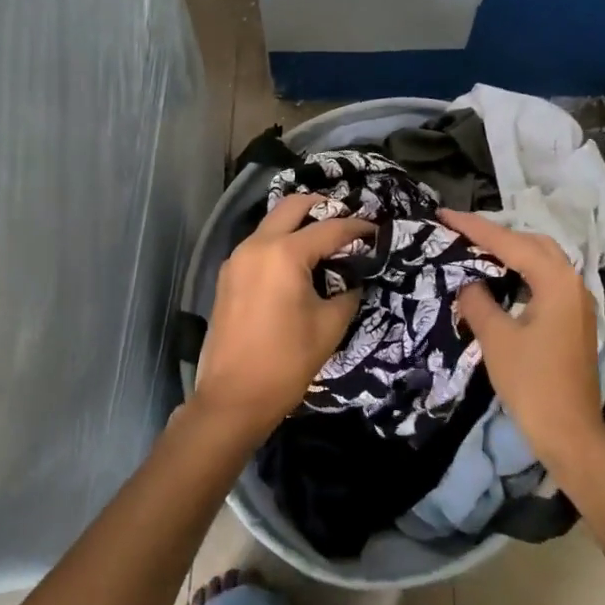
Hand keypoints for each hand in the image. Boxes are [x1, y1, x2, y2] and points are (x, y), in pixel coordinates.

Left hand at [193, 194, 372, 441]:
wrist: (233, 397)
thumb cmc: (286, 362)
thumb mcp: (329, 326)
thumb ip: (347, 293)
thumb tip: (354, 278)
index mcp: (284, 254)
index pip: (329, 228)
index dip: (357, 228)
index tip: (376, 231)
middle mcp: (256, 245)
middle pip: (292, 206)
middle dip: (322, 207)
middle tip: (347, 223)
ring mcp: (237, 258)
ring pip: (272, 223)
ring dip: (299, 224)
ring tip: (325, 242)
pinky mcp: (228, 276)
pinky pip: (258, 244)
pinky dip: (280, 242)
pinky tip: (298, 263)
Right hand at [439, 209, 604, 470]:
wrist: (569, 434)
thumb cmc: (532, 383)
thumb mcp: (496, 338)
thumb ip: (478, 301)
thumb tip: (467, 283)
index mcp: (556, 281)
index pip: (509, 243)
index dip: (474, 227)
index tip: (443, 214)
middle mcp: (573, 283)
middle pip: (532, 243)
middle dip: (496, 233)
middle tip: (460, 231)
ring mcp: (577, 303)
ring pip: (542, 260)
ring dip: (511, 251)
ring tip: (475, 249)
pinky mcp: (573, 320)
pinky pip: (545, 280)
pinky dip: (521, 272)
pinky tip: (500, 279)